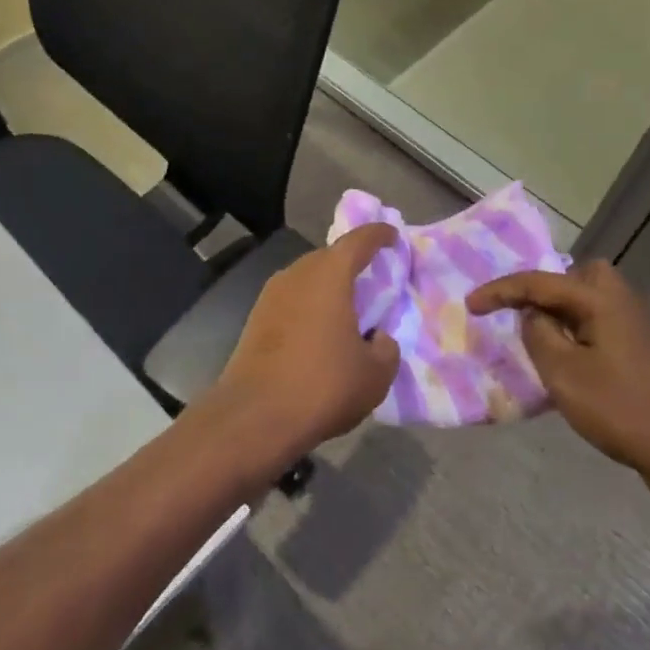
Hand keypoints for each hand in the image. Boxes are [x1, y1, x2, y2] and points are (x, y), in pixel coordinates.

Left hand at [205, 225, 400, 464]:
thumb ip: (386, 348)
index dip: (379, 234)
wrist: (255, 415)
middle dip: (352, 264)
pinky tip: (320, 334)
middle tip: (374, 281)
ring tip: (348, 311)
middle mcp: (297, 273)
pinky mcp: (255, 317)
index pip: (359, 240)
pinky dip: (310, 306)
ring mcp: (271, 294)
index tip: (393, 236)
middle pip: (330, 257)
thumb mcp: (375, 374)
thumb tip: (377, 338)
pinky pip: (292, 300)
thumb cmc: (323, 385)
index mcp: (330, 274)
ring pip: (308, 278)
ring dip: (328, 288)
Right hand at [468, 259, 649, 505]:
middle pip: (577, 275)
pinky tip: (565, 360)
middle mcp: (620, 302)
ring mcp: (634, 327)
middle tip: (522, 311)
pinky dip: (575, 331)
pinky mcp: (639, 352)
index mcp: (600, 299)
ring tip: (536, 337)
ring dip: (560, 313)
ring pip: (588, 301)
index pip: (539, 281)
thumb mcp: (564, 373)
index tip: (469, 306)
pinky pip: (597, 324)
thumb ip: (539, 334)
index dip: (500, 291)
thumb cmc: (620, 408)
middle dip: (545, 288)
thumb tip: (532, 315)